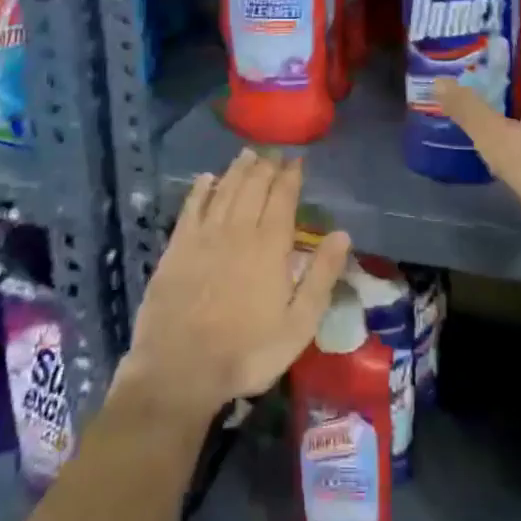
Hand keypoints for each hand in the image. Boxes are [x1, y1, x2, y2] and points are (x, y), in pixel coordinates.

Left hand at [117, 149, 351, 426]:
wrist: (180, 368)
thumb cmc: (247, 351)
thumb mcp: (298, 324)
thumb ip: (321, 276)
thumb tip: (342, 234)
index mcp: (270, 245)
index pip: (283, 198)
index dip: (290, 176)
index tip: (296, 160)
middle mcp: (238, 229)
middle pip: (253, 186)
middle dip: (266, 166)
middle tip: (273, 152)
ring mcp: (205, 235)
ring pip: (225, 190)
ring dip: (238, 170)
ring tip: (247, 154)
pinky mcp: (177, 246)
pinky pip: (191, 207)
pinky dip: (201, 189)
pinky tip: (206, 178)